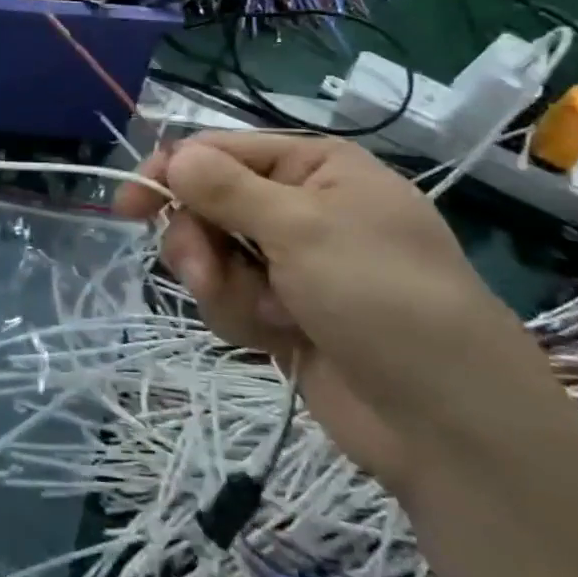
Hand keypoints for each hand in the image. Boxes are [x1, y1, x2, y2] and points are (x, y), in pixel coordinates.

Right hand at [117, 134, 565, 492]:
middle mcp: (300, 207)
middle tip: (204, 272)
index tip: (130, 206)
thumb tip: (172, 155)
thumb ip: (227, 189)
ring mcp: (292, 263)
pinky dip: (243, 316)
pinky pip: (231, 298)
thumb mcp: (302, 229)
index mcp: (314, 167)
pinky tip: (278, 336)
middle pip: (209, 204)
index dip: (170, 173)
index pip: (220, 152)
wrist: (448, 424)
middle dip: (200, 241)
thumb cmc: (382, 298)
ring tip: (263, 314)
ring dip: (223, 284)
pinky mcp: (284, 312)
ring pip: (214, 255)